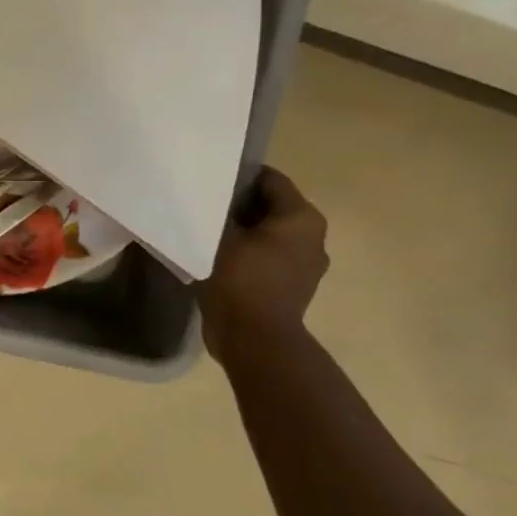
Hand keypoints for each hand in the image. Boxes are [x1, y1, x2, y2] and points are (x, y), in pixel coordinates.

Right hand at [199, 167, 328, 359]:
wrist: (254, 339)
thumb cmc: (239, 279)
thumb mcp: (219, 235)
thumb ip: (218, 209)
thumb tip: (210, 198)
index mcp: (302, 217)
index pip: (269, 179)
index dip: (237, 176)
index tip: (207, 181)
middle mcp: (312, 236)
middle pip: (270, 206)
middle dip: (238, 204)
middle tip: (203, 206)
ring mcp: (305, 265)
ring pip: (268, 233)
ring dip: (242, 231)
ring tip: (207, 232)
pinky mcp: (292, 286)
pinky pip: (267, 257)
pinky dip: (247, 253)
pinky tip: (218, 258)